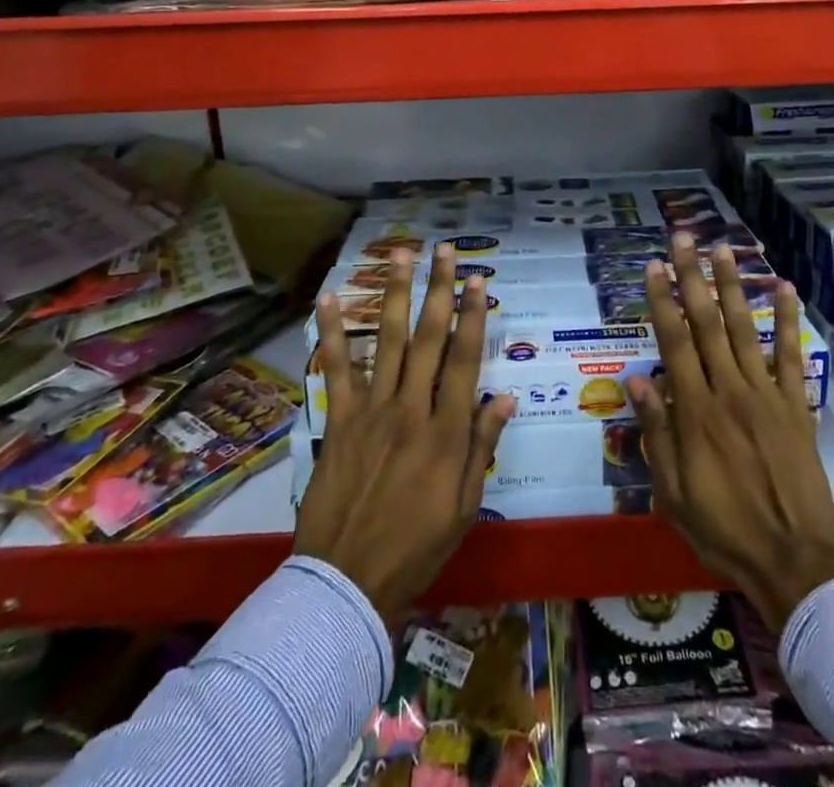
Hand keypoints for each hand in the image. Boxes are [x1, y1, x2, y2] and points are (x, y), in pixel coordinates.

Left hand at [295, 244, 515, 627]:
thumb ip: (482, 447)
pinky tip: (328, 300)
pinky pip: (336, 369)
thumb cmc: (416, 547)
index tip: (478, 280)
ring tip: (400, 255)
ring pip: (388, 341)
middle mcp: (411, 409)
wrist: (347, 582)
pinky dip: (332, 333)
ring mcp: (371, 411)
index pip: (464, 360)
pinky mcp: (339, 420)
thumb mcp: (464, 506)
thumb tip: (505, 397)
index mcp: (446, 432)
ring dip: (395, 294)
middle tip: (446, 250)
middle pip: (429, 338)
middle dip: (440, 289)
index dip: (472, 315)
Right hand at [628, 234, 833, 630]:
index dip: (662, 300)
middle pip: (706, 322)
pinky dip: (788, 321)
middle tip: (684, 239)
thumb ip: (657, 432)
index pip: (674, 341)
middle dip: (693, 277)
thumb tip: (638, 379)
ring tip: (724, 250)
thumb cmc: (722, 528)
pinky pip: (791, 356)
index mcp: (696, 410)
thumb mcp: (673, 491)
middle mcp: (729, 390)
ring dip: (732, 287)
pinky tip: (786, 288)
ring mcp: (766, 394)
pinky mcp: (796, 405)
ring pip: (744, 329)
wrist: (792, 560)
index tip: (654, 266)